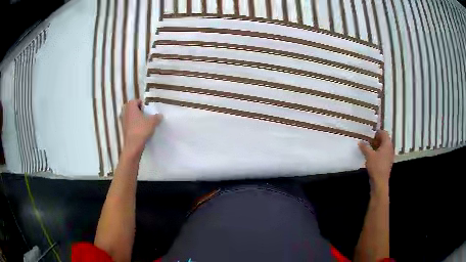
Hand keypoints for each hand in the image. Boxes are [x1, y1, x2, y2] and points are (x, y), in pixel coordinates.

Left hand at [121, 99, 162, 153]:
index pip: (136, 101)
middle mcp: (125, 112)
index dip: (143, 104)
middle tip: (147, 115)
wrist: (133, 145)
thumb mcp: (152, 122)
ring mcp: (123, 121)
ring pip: (131, 116)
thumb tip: (160, 115)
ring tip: (144, 123)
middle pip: (133, 108)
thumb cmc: (141, 130)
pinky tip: (140, 131)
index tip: (148, 110)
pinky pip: (130, 124)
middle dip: (139, 111)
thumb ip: (157, 117)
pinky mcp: (123, 129)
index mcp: (130, 106)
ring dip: (136, 118)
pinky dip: (134, 125)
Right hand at [358, 130, 393, 191]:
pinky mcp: (387, 162)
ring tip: (368, 148)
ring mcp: (389, 156)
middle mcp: (390, 148)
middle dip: (376, 139)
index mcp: (387, 144)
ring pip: (384, 147)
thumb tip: (360, 141)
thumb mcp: (369, 155)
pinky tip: (372, 156)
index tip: (369, 134)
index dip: (377, 132)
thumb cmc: (376, 166)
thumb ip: (364, 147)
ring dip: (377, 146)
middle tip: (368, 140)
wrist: (380, 182)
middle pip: (384, 139)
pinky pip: (384, 153)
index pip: (384, 133)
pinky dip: (378, 152)